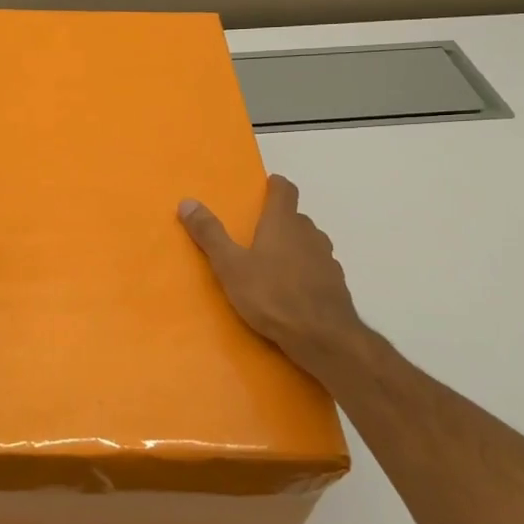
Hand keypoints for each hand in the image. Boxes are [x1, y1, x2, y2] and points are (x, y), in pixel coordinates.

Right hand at [179, 175, 371, 377]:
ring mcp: (327, 259)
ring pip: (309, 243)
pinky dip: (305, 271)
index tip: (267, 186)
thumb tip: (187, 201)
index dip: (276, 186)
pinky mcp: (336, 284)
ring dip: (294, 246)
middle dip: (279, 220)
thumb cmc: (272, 296)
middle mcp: (309, 234)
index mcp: (283, 223)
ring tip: (273, 263)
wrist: (323, 337)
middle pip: (296, 217)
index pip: (285, 191)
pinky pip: (317, 268)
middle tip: (257, 232)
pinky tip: (292, 290)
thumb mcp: (230, 266)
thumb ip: (210, 234)